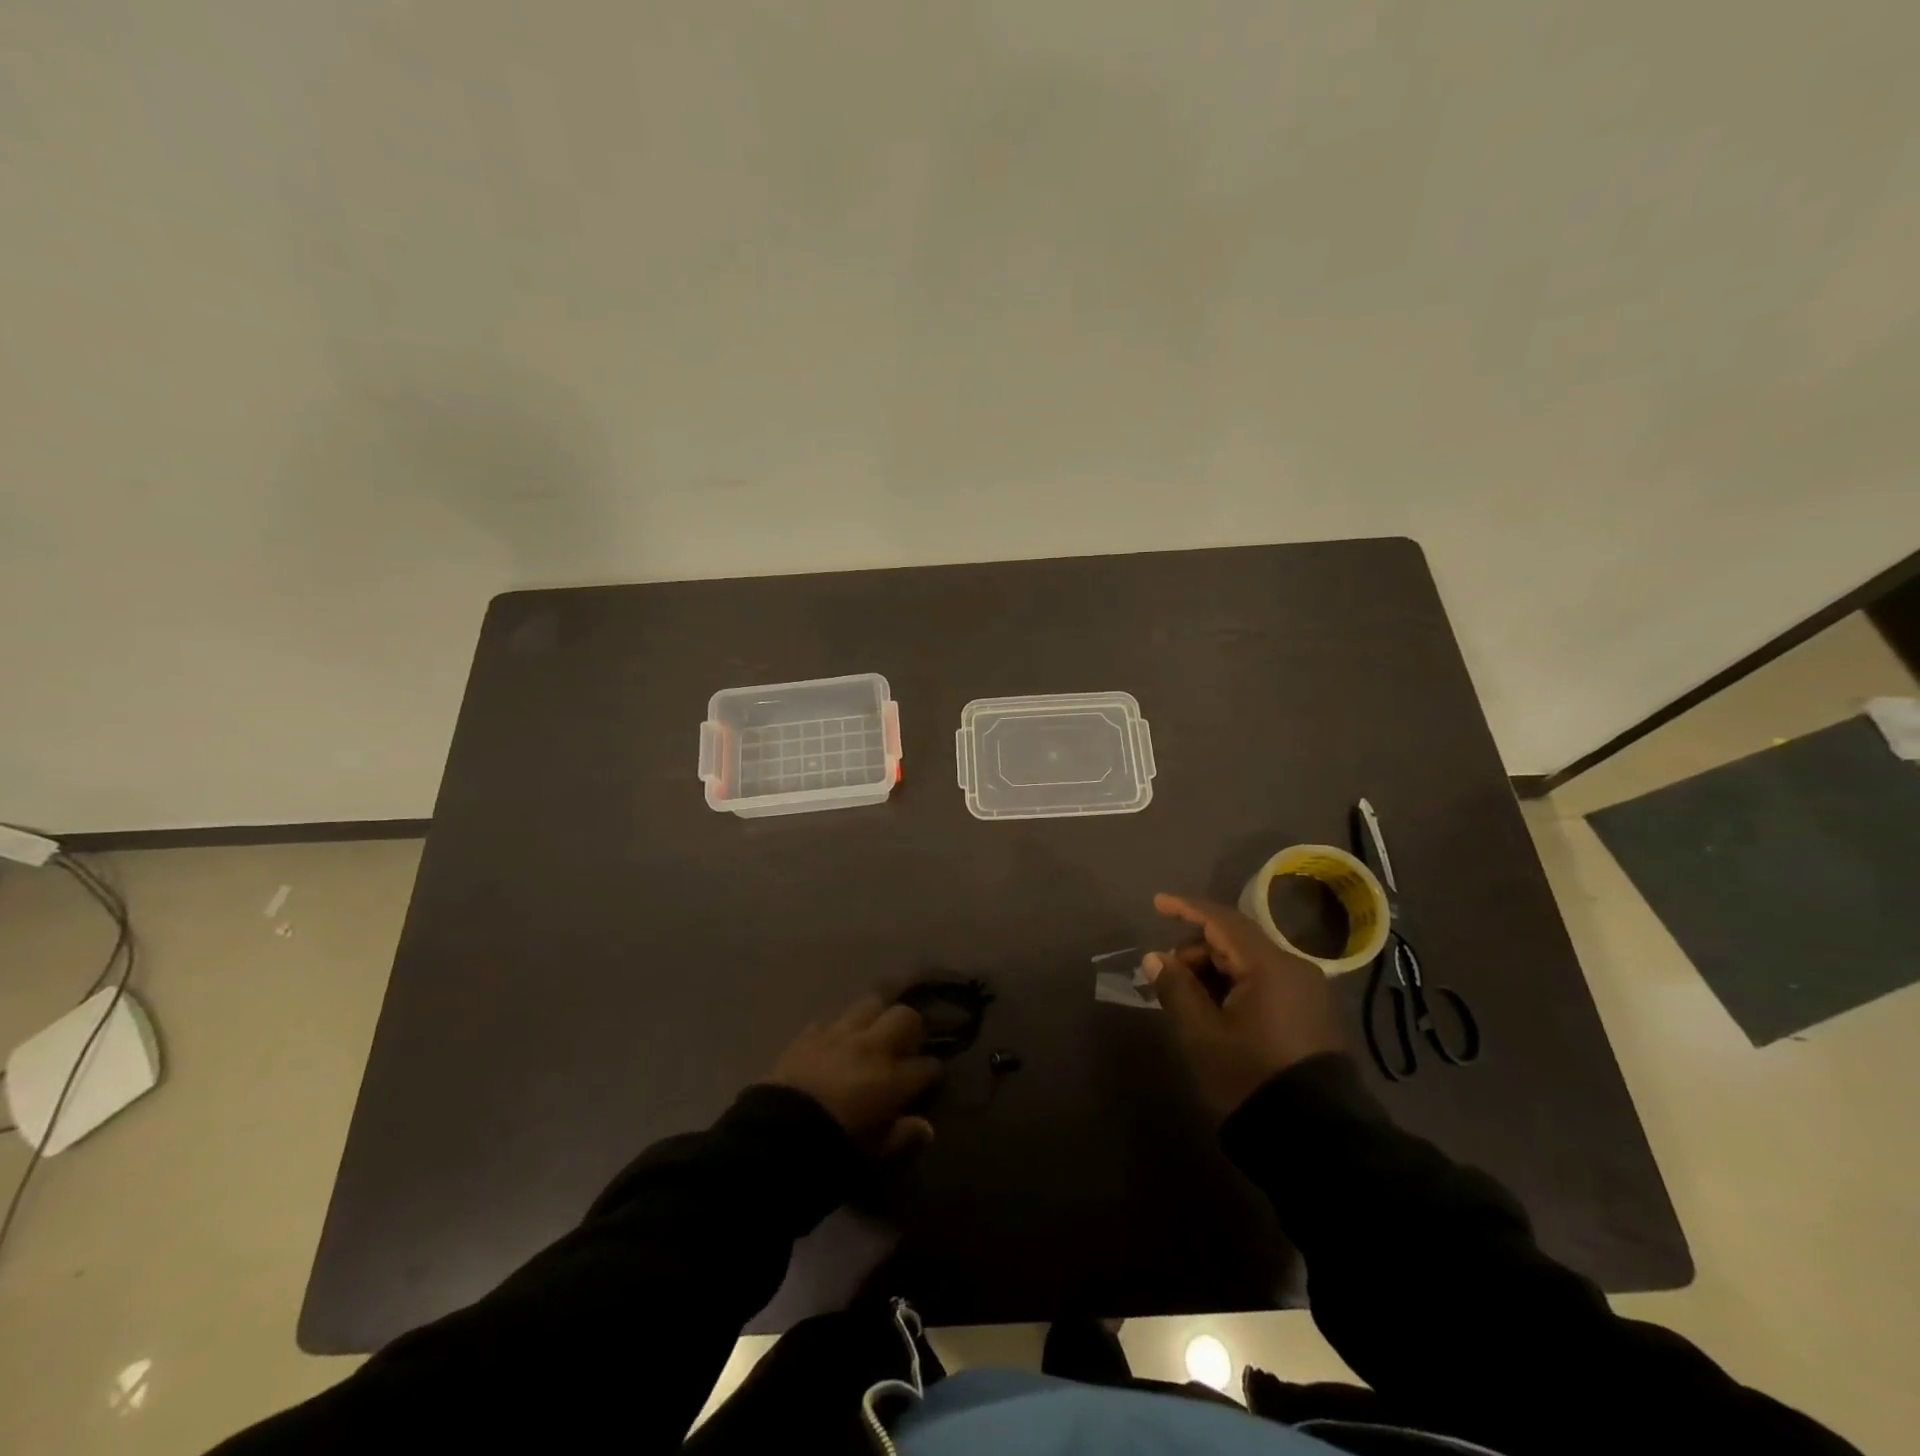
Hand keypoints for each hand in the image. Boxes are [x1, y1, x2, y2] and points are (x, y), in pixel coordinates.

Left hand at [766, 996, 942, 1156]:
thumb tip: (926, 1127)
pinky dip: (836, 1031)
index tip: (930, 1078)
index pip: (926, 1066)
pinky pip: (829, 1022)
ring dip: (876, 1016)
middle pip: (904, 1017)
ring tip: (874, 1031)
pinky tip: (833, 1045)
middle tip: (906, 1044)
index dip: (931, 1071)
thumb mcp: (871, 1155)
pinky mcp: (808, 1035)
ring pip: (869, 1004)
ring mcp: (838, 1035)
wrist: (774, 1137)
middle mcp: (870, 1047)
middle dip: (911, 1027)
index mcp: (890, 1079)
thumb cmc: (829, 1152)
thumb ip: (901, 1136)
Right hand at [1144, 892, 1346, 1119]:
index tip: (1157, 903)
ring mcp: (1308, 992)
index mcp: (1269, 965)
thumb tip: (1156, 958)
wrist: (1319, 1140)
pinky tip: (1218, 1010)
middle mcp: (1294, 968)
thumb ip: (1176, 989)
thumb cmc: (1251, 1077)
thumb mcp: (1203, 1035)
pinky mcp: (1313, 1015)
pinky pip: (1267, 983)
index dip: (1186, 909)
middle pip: (1236, 942)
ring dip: (1215, 971)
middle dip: (1197, 951)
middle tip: (1167, 976)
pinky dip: (1236, 986)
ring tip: (1188, 999)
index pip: (1221, 921)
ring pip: (1250, 964)